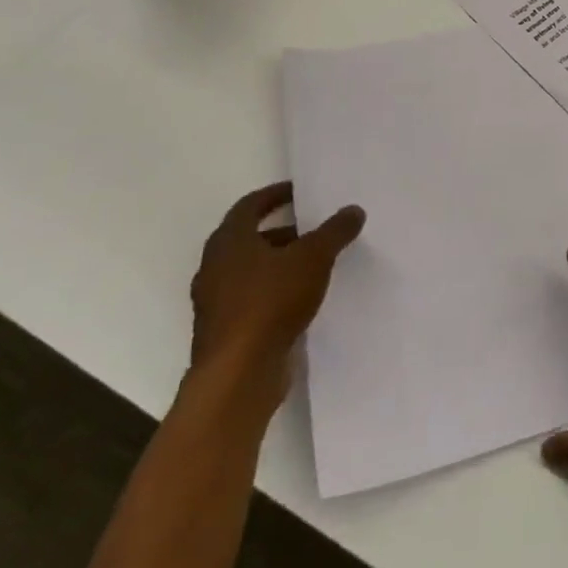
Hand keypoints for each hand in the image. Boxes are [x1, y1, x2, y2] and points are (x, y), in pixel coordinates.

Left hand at [189, 184, 364, 397]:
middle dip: (283, 231)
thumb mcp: (314, 258)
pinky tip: (302, 299)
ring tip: (314, 264)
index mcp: (229, 241)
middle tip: (314, 229)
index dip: (275, 195)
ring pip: (250, 271)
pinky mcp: (224, 332)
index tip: (299, 192)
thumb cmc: (271, 302)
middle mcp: (214, 267)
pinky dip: (274, 291)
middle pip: (249, 239)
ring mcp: (215, 302)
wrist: (238, 375)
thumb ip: (334, 231)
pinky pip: (252, 299)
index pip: (250, 206)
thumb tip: (353, 210)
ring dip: (279, 263)